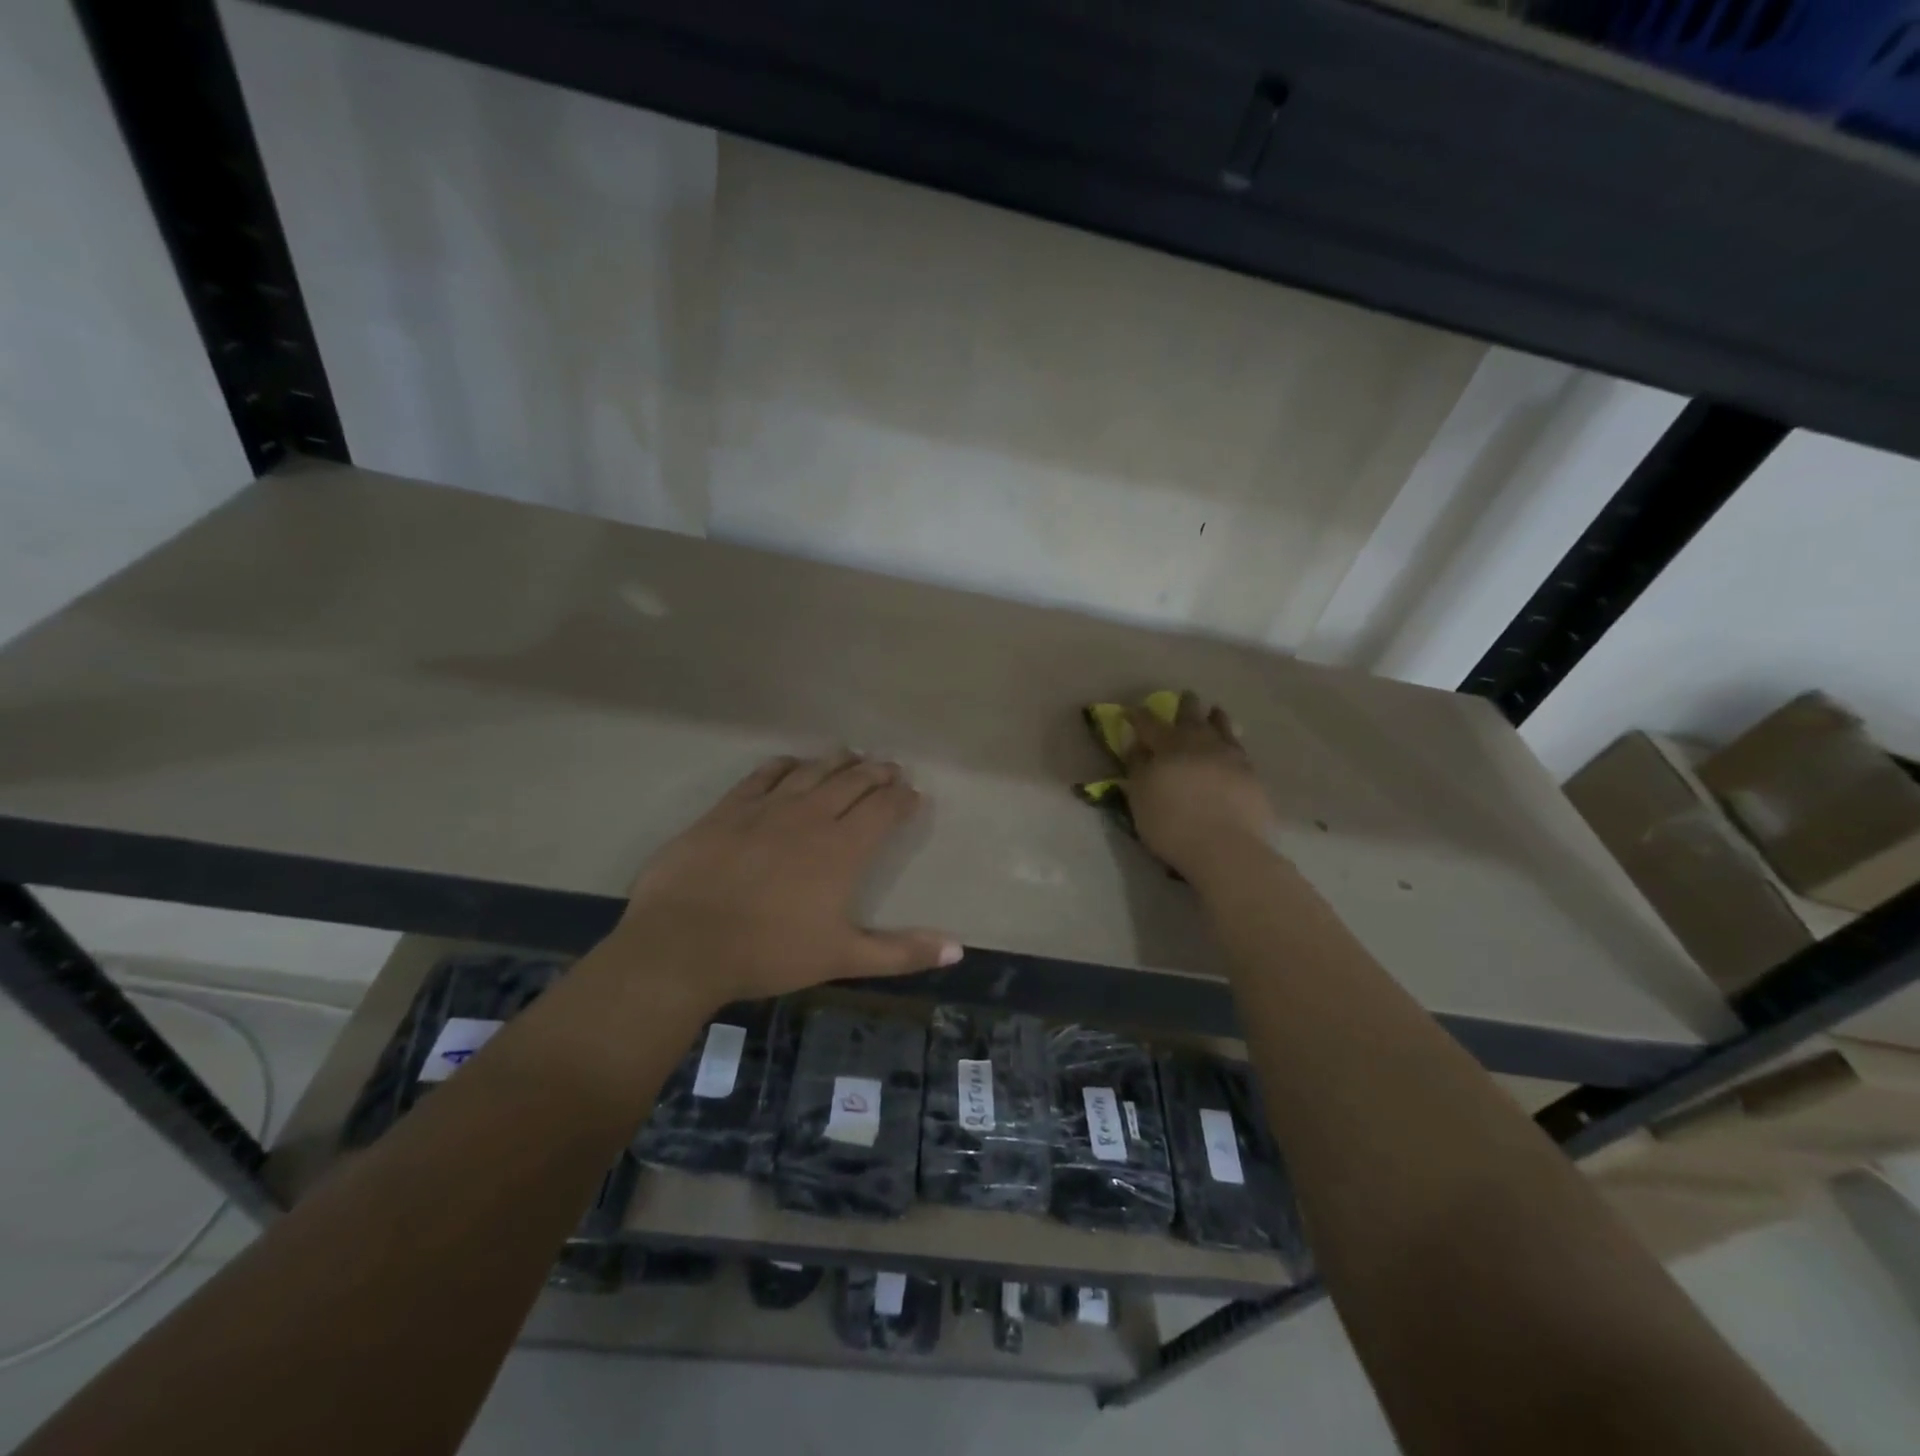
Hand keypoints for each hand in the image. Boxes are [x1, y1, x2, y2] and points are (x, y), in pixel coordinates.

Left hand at [610, 752, 960, 1006]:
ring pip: (812, 771)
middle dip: (877, 773)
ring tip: (852, 754)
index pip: (883, 809)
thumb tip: (958, 951)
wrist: (683, 943)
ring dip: (837, 761)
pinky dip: (784, 765)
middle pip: (852, 782)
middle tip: (890, 768)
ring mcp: (767, 807)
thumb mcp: (842, 957)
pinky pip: (764, 775)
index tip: (913, 793)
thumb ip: (901, 952)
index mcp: (842, 849)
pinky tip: (791, 762)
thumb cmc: (768, 952)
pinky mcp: (729, 808)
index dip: (902, 798)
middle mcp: (811, 817)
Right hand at [1121, 692, 1278, 880]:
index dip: (1138, 716)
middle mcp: (1201, 743)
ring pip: (1223, 729)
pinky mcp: (1251, 776)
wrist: (1224, 847)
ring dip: (1217, 718)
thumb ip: (1137, 767)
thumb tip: (1136, 745)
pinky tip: (1234, 748)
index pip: (1149, 723)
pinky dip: (1234, 744)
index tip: (1130, 711)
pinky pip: (1240, 751)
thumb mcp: (1139, 796)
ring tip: (1216, 711)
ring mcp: (1230, 757)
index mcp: (1169, 745)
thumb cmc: (1171, 823)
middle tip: (1186, 696)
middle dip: (1186, 706)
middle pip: (1192, 717)